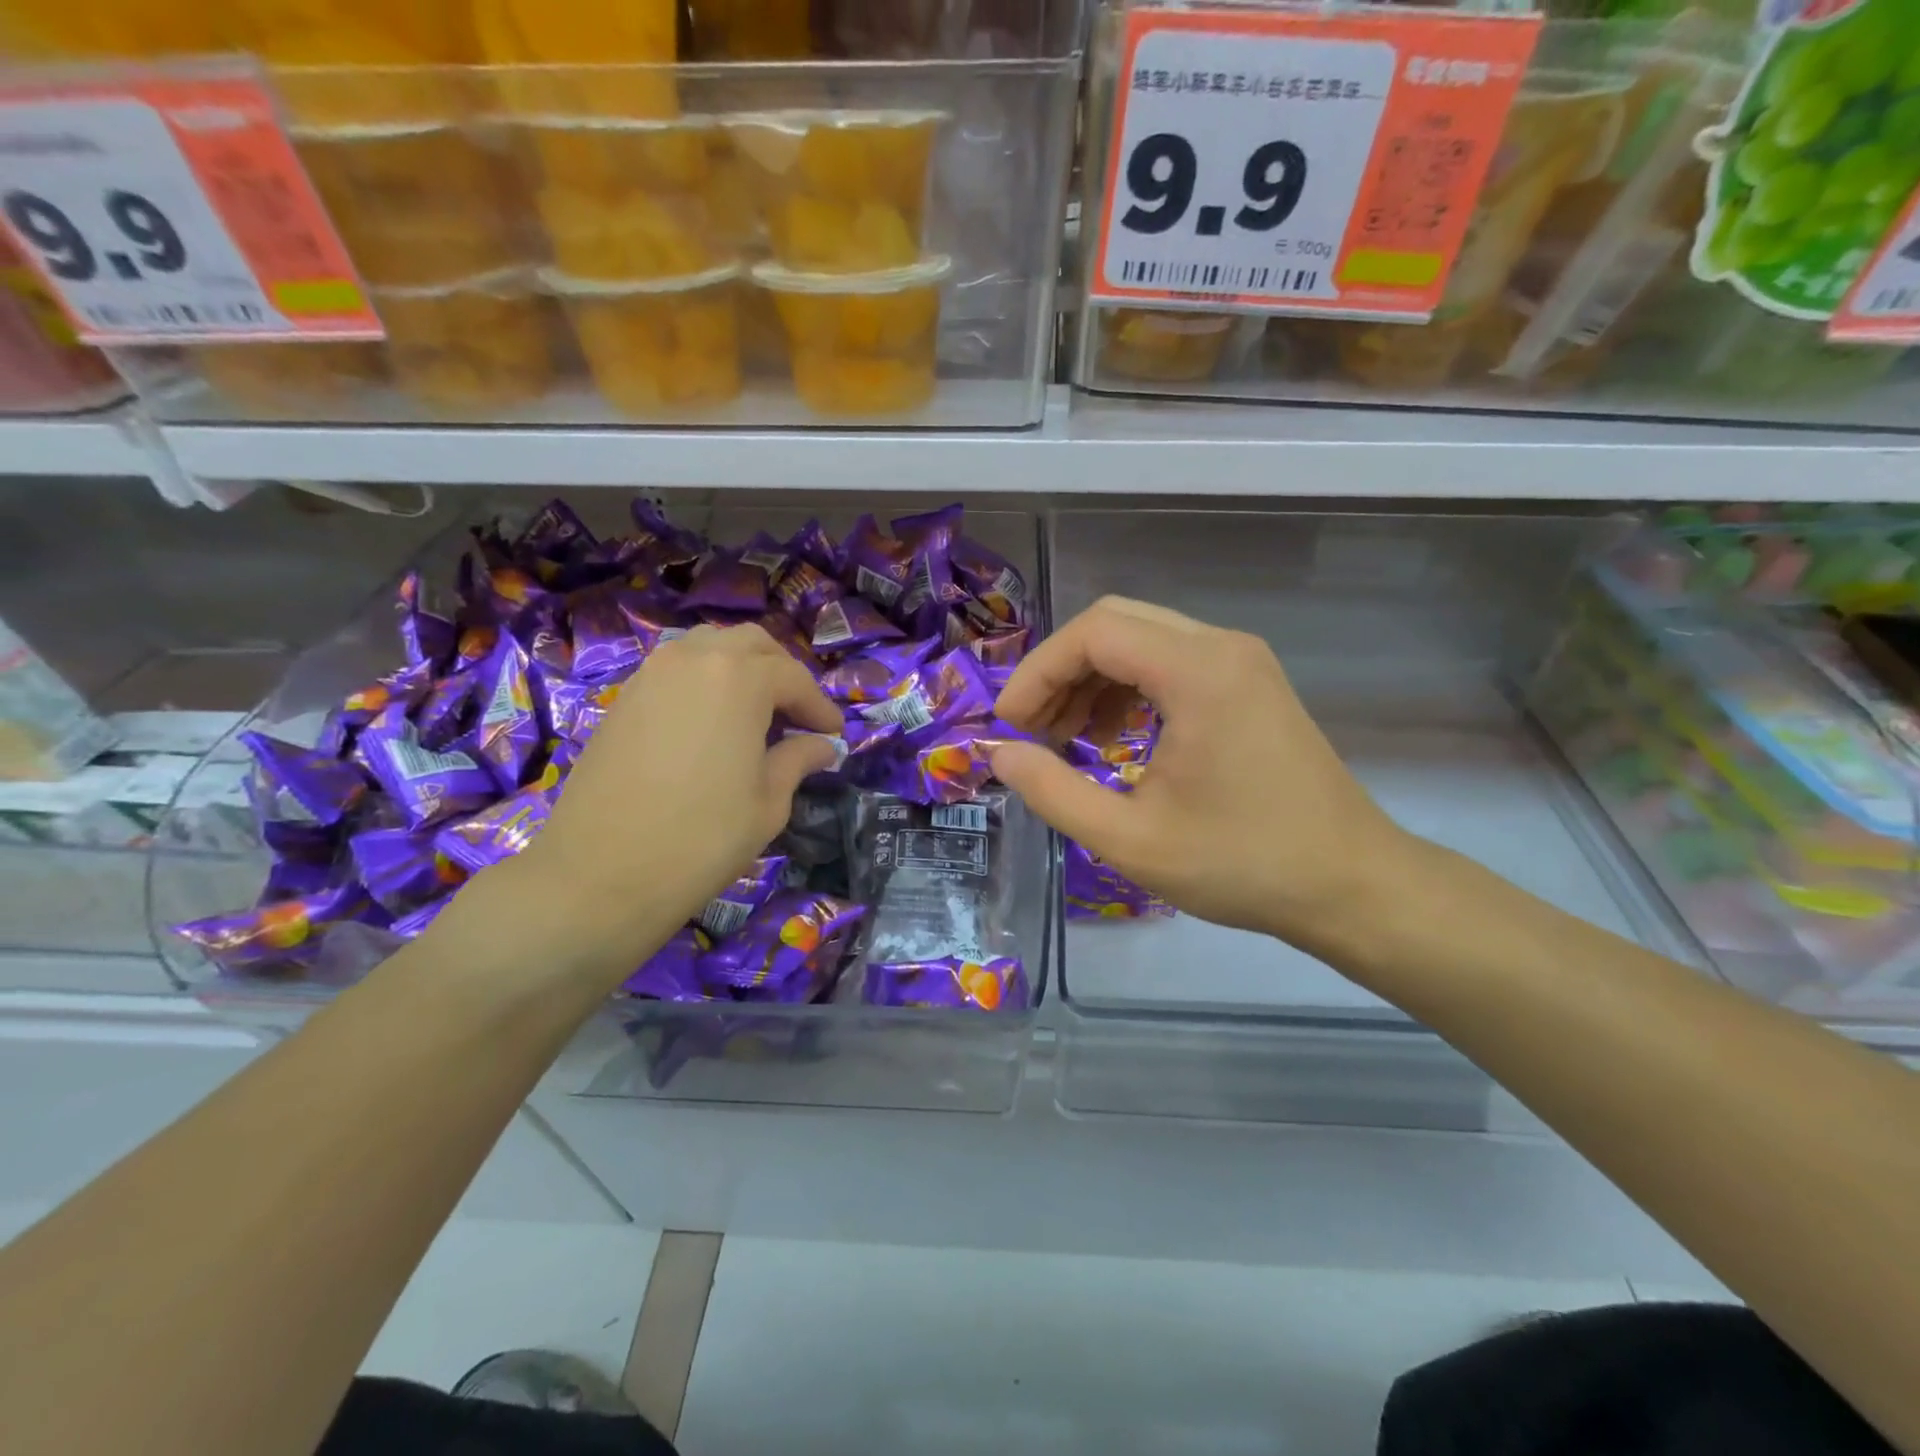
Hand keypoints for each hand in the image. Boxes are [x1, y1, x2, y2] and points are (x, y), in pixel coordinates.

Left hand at [515, 623, 842, 953]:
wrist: (600, 873)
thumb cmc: (702, 838)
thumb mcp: (768, 802)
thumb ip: (798, 760)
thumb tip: (822, 746)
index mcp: (739, 678)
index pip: (794, 678)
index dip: (820, 706)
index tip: (835, 734)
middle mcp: (694, 659)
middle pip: (751, 644)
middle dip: (782, 673)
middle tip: (797, 714)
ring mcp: (652, 674)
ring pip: (708, 647)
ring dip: (740, 669)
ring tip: (755, 712)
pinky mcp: (624, 698)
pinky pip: (676, 670)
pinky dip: (704, 682)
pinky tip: (711, 723)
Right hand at [990, 597, 1415, 959]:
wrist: (1351, 885)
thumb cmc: (1242, 865)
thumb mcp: (1130, 840)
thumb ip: (1052, 791)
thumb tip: (999, 754)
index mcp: (1198, 672)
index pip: (1093, 633)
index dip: (1037, 672)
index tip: (1009, 725)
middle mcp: (1222, 647)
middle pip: (1115, 623)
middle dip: (1060, 671)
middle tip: (1033, 730)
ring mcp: (1242, 661)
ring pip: (1142, 638)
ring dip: (1092, 678)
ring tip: (1067, 738)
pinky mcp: (1250, 683)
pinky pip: (1171, 661)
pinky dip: (1129, 688)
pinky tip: (1114, 738)